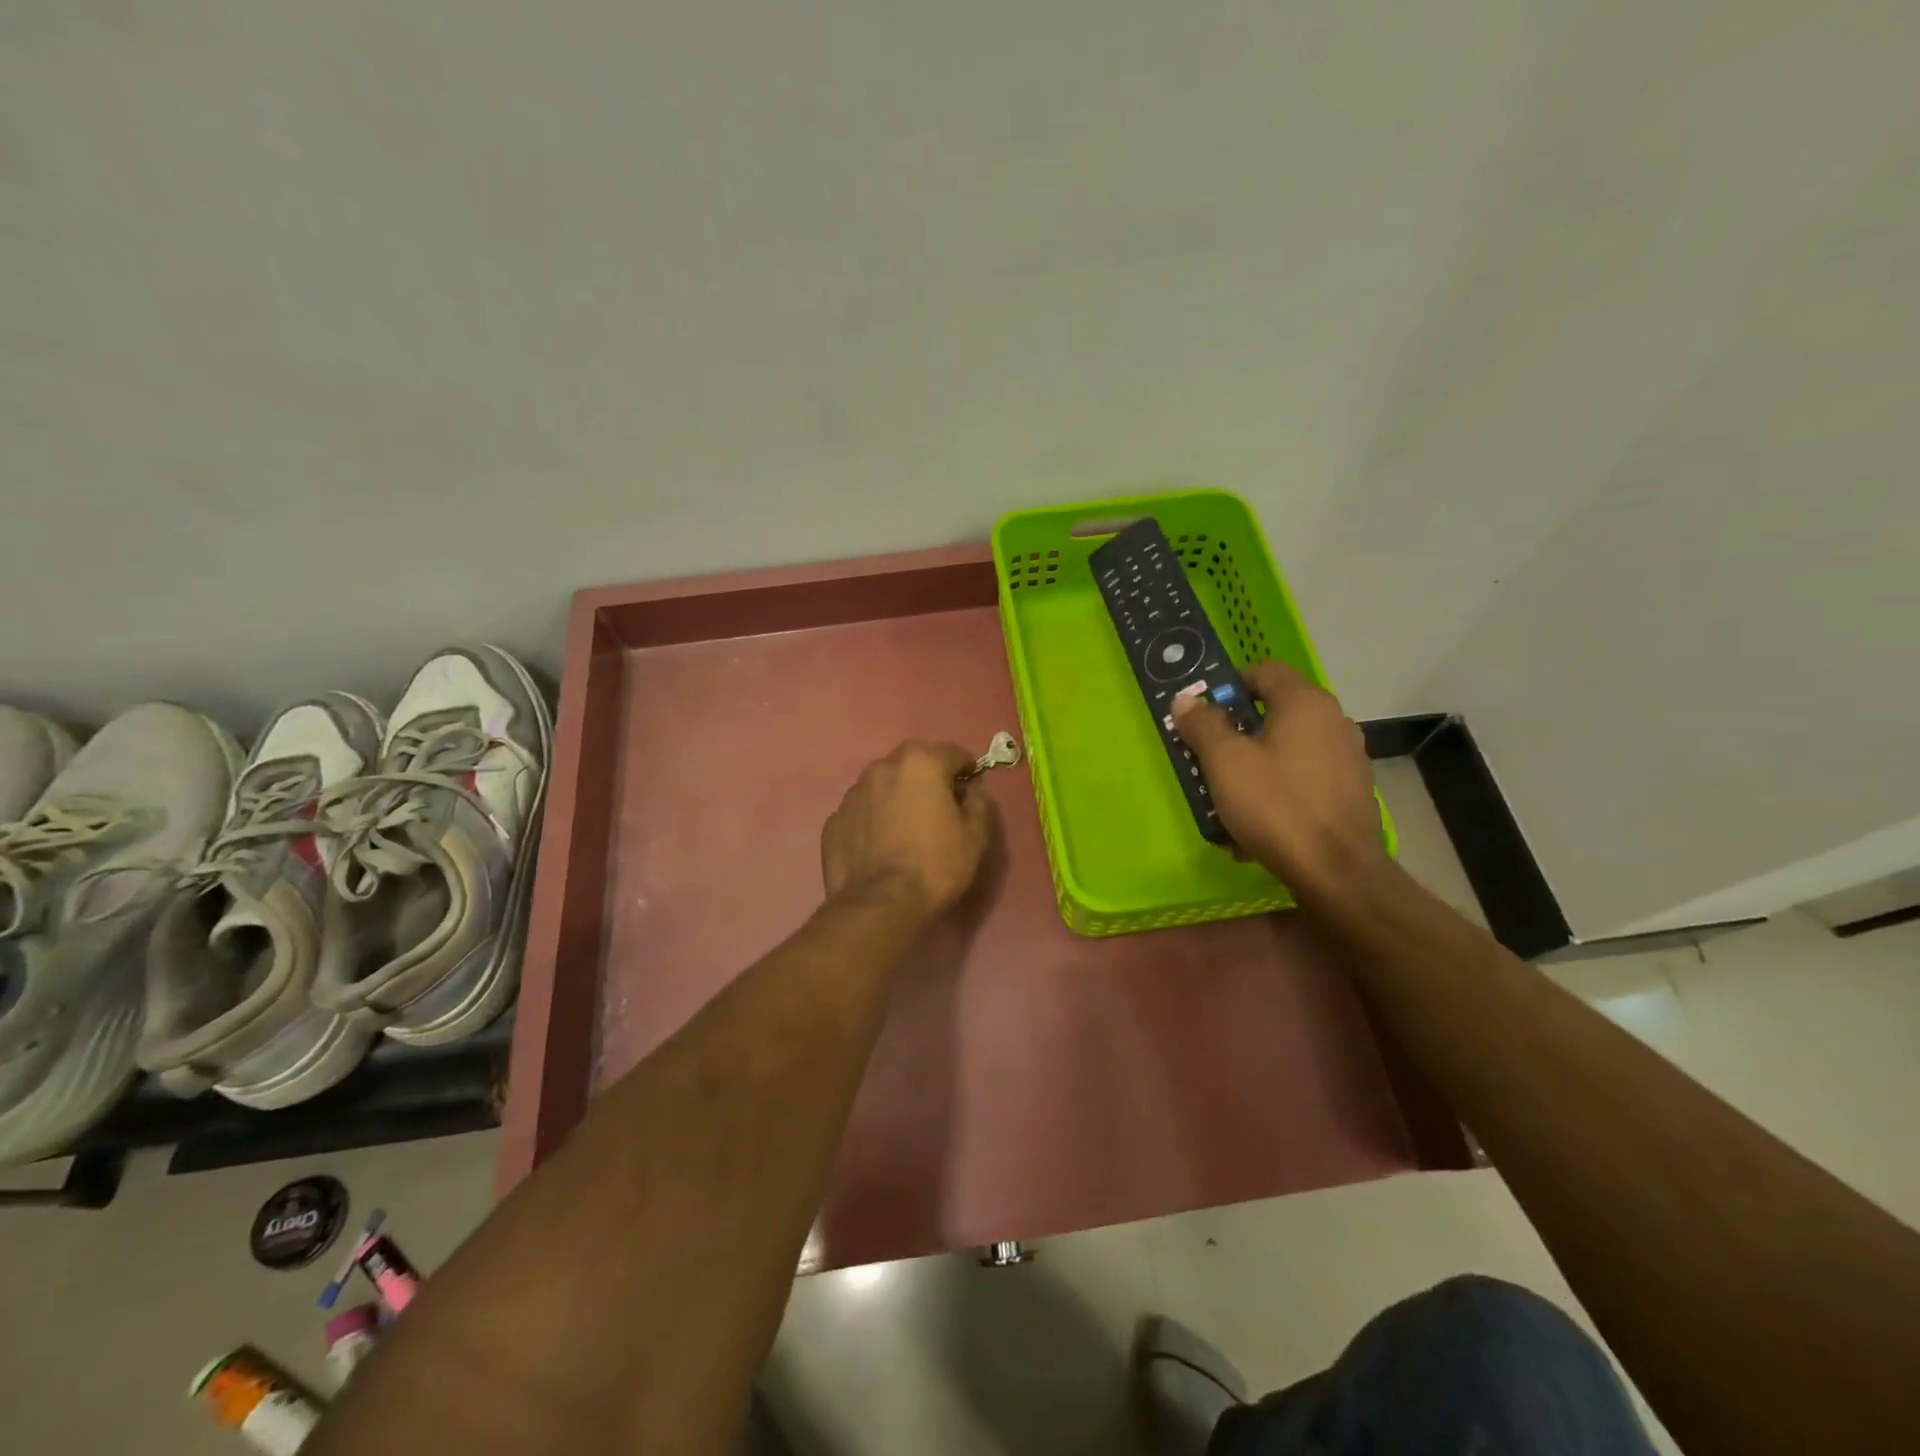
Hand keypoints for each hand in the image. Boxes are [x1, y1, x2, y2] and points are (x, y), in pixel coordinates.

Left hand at [821, 741, 992, 920]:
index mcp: (920, 762)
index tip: (971, 792)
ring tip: (908, 827)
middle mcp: (882, 767)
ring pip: (885, 784)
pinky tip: (882, 844)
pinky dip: (875, 818)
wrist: (878, 905)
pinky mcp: (834, 820)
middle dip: (930, 778)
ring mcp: (853, 793)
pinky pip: (863, 810)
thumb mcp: (975, 836)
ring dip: (899, 796)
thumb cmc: (935, 865)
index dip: (967, 771)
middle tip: (940, 807)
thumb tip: (974, 788)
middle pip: (914, 762)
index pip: (953, 753)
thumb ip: (979, 802)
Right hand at [1171, 662, 1387, 888]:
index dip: (1229, 684)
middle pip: (1274, 713)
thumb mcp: (1225, 763)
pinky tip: (1257, 826)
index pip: (1264, 671)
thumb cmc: (1276, 806)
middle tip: (1207, 759)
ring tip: (1228, 800)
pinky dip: (1278, 791)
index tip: (1203, 714)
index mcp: (1306, 704)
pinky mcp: (1351, 792)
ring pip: (1286, 750)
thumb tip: (1187, 700)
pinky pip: (1303, 779)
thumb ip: (1203, 725)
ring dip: (1254, 767)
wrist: (1337, 873)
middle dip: (1236, 734)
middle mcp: (1334, 722)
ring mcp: (1347, 758)